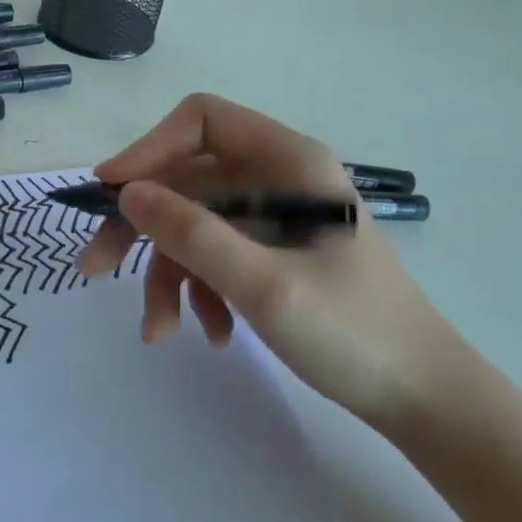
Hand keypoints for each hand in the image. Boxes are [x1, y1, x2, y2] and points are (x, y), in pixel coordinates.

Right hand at [75, 94, 461, 430]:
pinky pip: (213, 254)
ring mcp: (272, 217)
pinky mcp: (270, 252)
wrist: (426, 401)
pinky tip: (209, 333)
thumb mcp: (264, 285)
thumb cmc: (355, 333)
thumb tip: (126, 193)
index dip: (149, 148)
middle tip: (95, 267)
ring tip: (158, 330)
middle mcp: (275, 178)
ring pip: (192, 223)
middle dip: (141, 225)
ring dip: (166, 273)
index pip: (200, 121)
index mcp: (286, 161)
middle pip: (185, 178)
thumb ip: (193, 235)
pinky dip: (197, 290)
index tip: (111, 192)